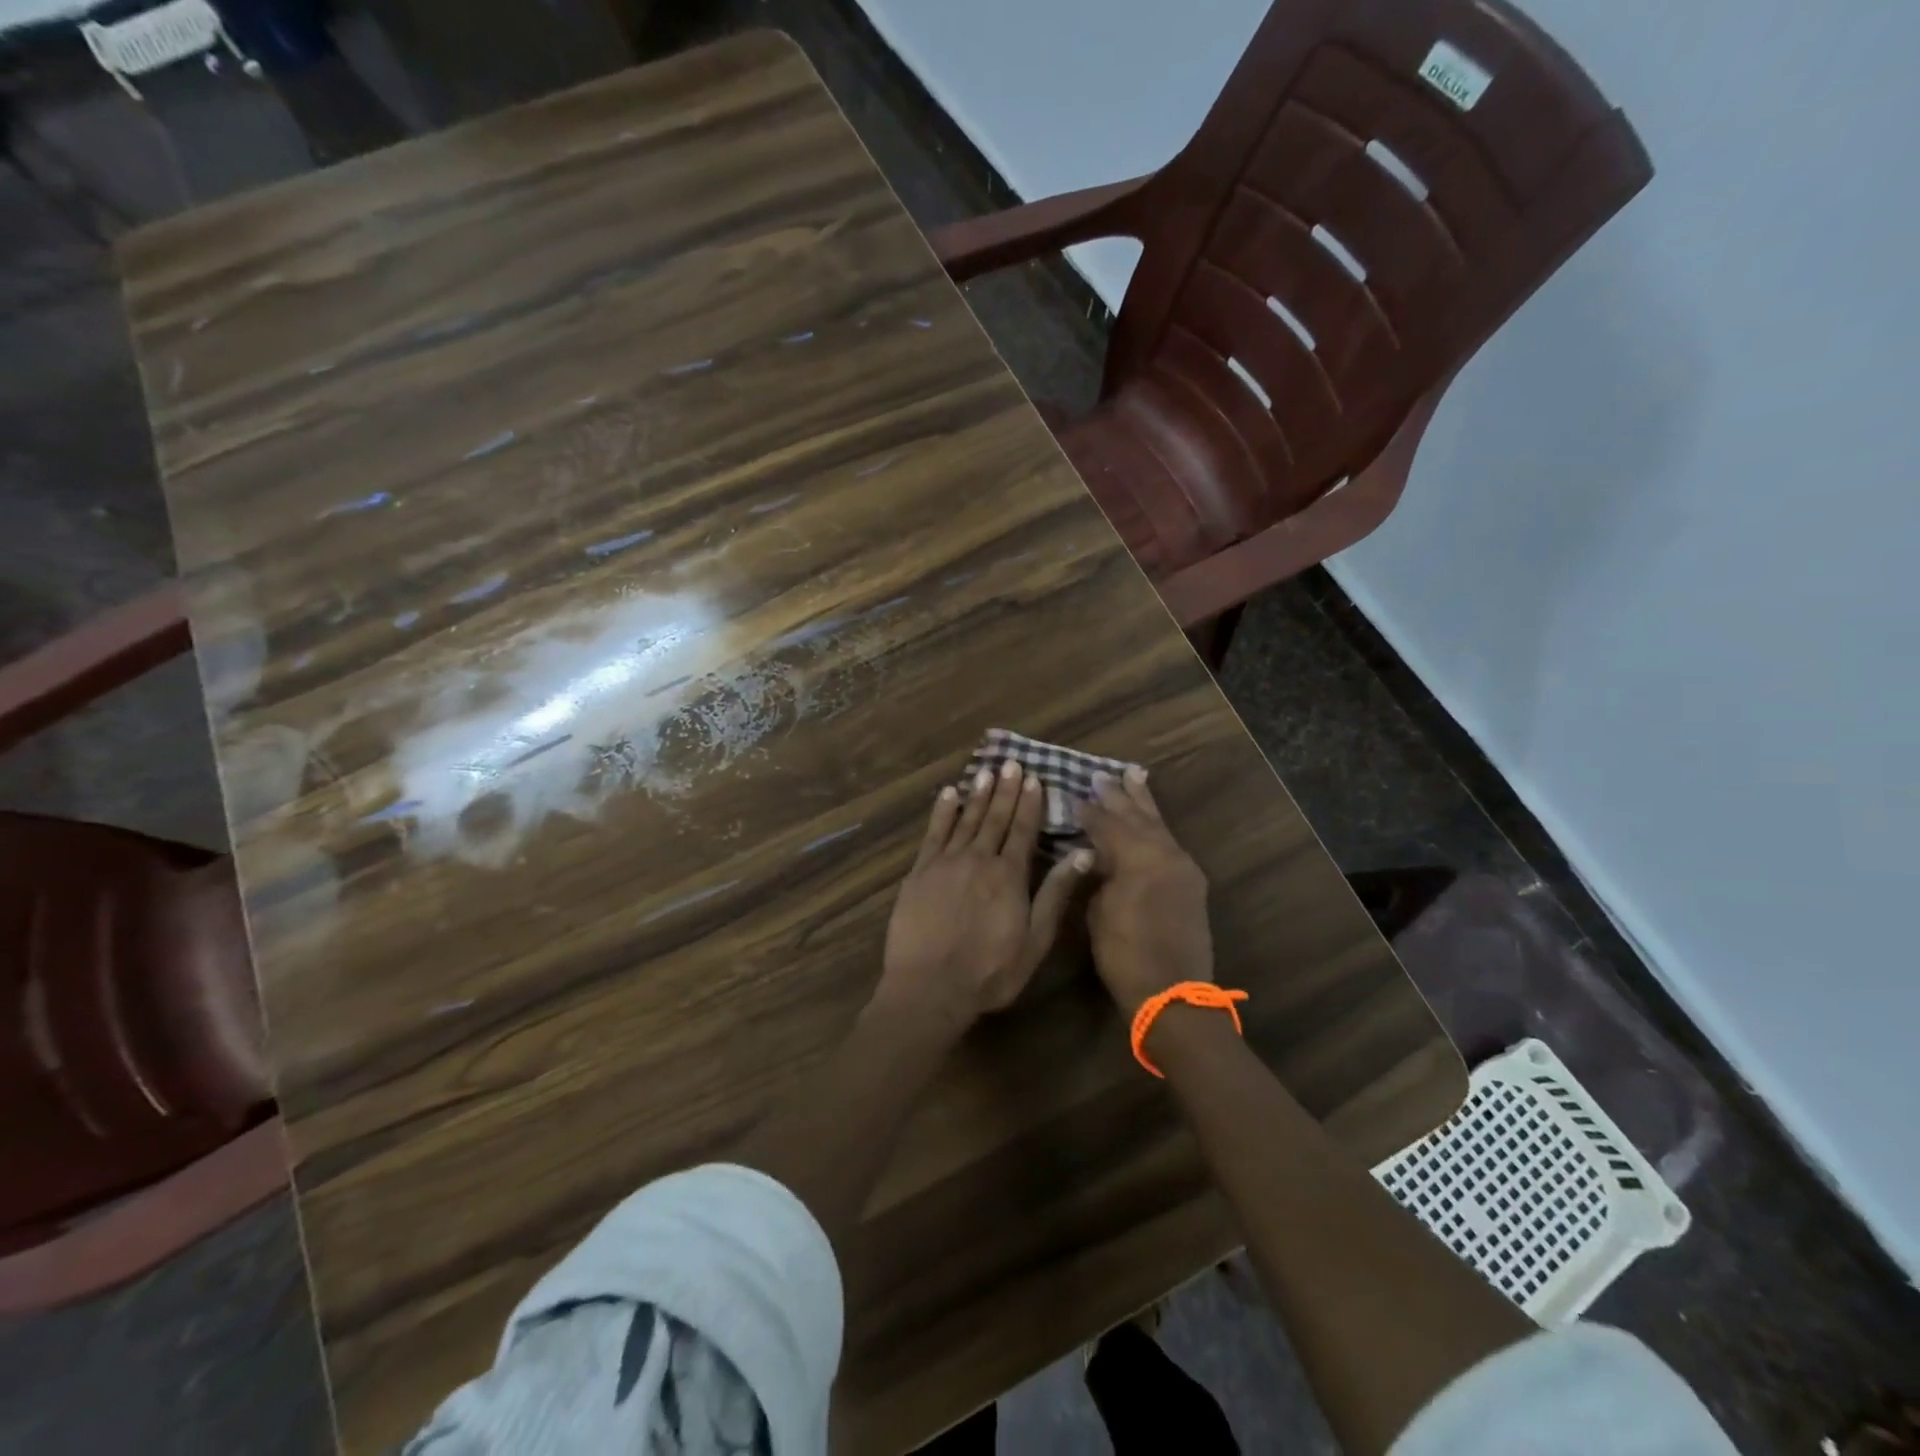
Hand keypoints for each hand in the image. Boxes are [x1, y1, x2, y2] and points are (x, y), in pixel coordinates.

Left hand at [878, 761, 1090, 1030]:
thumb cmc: (990, 971)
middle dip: (1005, 790)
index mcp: (1009, 875)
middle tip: (1011, 763)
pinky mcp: (920, 872)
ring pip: (966, 820)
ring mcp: (946, 863)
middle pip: (995, 818)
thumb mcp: (1035, 939)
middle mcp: (979, 859)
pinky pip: (934, 833)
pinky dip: (942, 812)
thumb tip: (1081, 854)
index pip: (1023, 831)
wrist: (930, 986)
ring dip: (978, 794)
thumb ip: (1055, 894)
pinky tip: (949, 794)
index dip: (1029, 804)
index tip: (1034, 779)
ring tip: (986, 771)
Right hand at [1078, 767, 1212, 1013]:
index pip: (1108, 824)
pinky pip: (1169, 841)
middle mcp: (1165, 854)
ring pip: (1158, 824)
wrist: (1173, 993)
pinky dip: (1156, 825)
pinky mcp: (1191, 881)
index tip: (1074, 794)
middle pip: (1137, 816)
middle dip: (1118, 795)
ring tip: (1133, 776)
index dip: (1089, 811)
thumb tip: (1098, 856)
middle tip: (1102, 774)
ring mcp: (1182, 866)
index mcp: (1138, 858)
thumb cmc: (1125, 956)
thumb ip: (1099, 876)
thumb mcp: (1099, 912)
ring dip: (1143, 802)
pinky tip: (1150, 818)